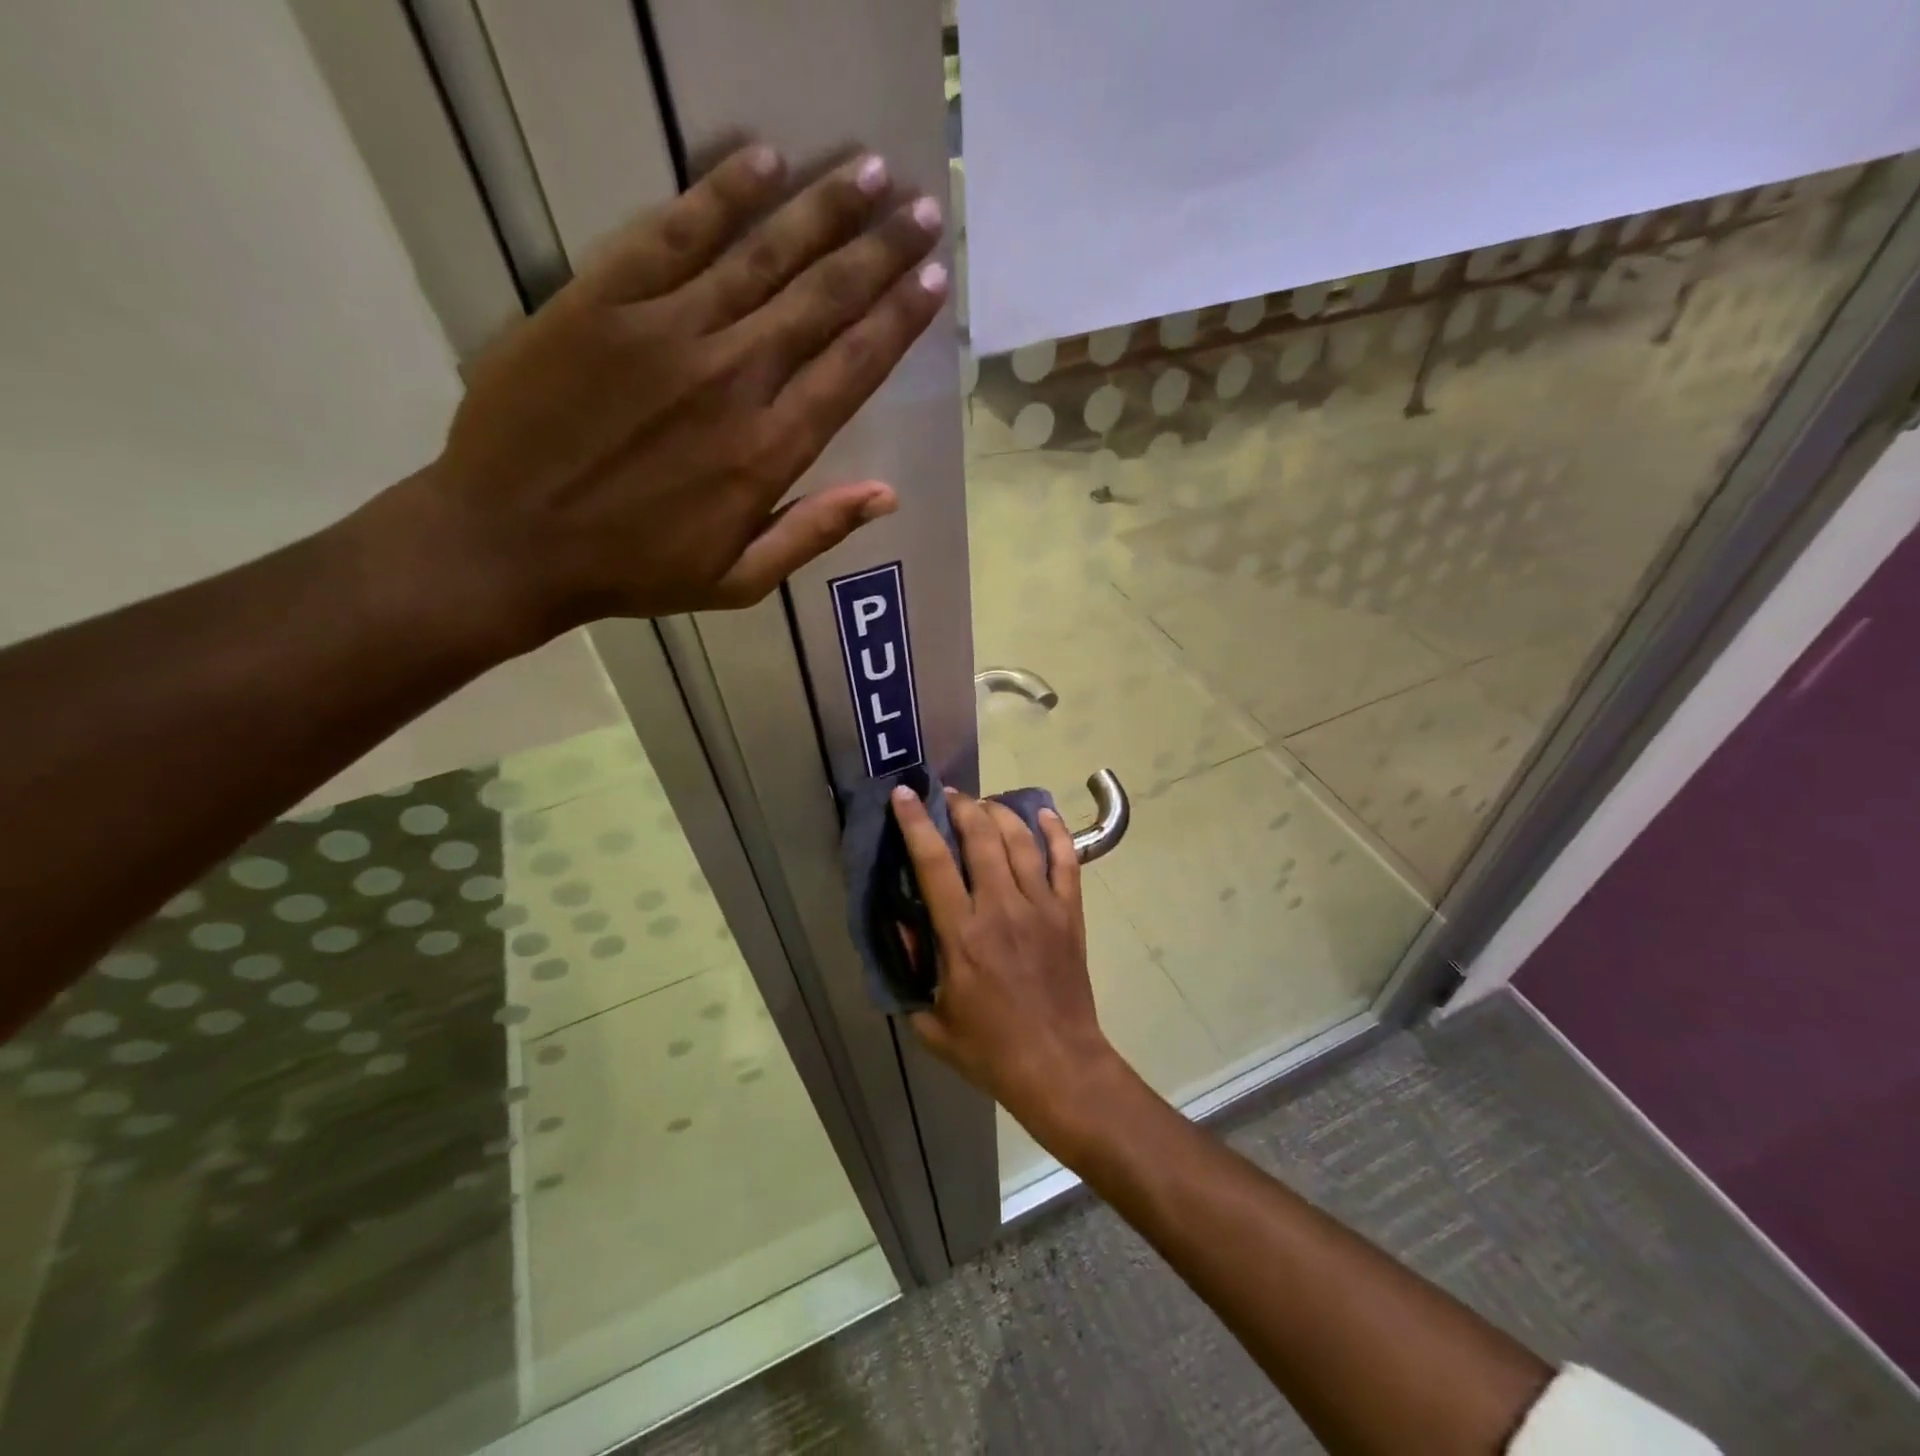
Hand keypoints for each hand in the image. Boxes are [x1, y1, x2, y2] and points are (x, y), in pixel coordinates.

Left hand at [387, 143, 946, 648]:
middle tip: (920, 209)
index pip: (853, 366)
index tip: (934, 277)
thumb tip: (888, 494)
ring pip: (762, 255)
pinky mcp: (602, 300)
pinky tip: (765, 161)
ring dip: (822, 210)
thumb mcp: (739, 581)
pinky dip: (721, 193)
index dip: (899, 318)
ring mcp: (666, 331)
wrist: (508, 541)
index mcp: (769, 450)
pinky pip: (673, 233)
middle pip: (822, 299)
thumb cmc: (635, 570)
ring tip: (869, 172)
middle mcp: (732, 378)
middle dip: (879, 251)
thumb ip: (814, 533)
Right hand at [891, 785, 1127, 1145]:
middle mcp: (1002, 908)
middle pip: (981, 836)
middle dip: (961, 806)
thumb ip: (911, 973)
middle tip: (948, 796)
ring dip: (999, 812)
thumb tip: (903, 930)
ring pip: (1020, 840)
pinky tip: (1042, 814)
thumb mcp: (931, 1023)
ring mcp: (1041, 907)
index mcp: (962, 934)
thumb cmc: (990, 1049)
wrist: (1058, 1065)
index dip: (916, 822)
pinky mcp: (1070, 913)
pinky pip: (1066, 860)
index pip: (933, 862)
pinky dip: (1055, 831)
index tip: (904, 794)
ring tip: (984, 804)